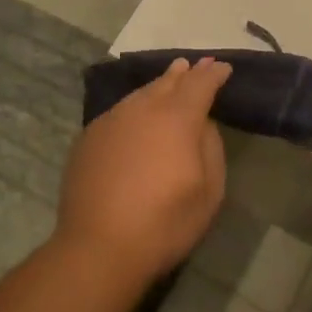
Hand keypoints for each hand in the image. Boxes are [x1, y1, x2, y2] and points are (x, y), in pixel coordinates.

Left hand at [55, 58, 232, 285]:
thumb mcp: (209, 191)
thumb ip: (210, 147)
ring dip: (157, 87)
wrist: (98, 246)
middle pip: (167, 82)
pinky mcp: (89, 137)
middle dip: (184, 73)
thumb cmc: (164, 224)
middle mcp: (142, 109)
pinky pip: (119, 112)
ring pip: (140, 94)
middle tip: (194, 65)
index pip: (200, 84)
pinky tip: (136, 116)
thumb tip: (202, 124)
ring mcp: (111, 120)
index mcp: (176, 118)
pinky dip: (134, 108)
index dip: (213, 74)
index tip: (223, 68)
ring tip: (168, 81)